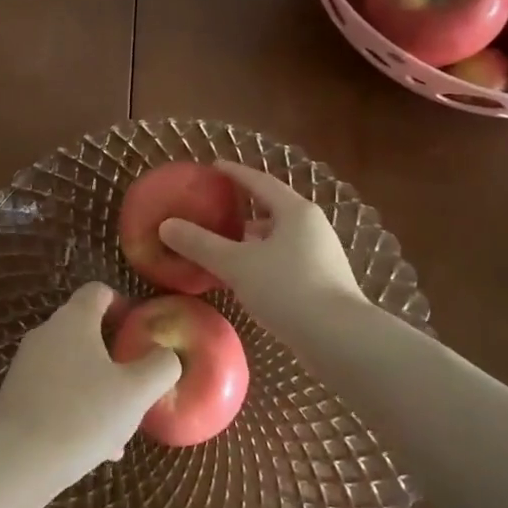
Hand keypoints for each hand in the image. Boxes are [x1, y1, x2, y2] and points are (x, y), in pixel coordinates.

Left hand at [0, 283, 181, 489]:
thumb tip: (166, 354)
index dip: (122, 304)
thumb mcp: (136, 392)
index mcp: (74, 319)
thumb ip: (160, 366)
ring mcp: (27, 363)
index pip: (98, 291)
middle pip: (86, 330)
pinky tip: (95, 446)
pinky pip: (56, 390)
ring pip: (74, 366)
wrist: (16, 461)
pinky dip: (77, 407)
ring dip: (99, 387)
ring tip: (121, 428)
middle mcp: (47, 332)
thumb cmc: (82, 416)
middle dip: (114, 355)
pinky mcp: (17, 393)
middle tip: (136, 384)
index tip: (140, 332)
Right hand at [157, 161, 363, 340]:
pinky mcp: (324, 282)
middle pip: (273, 208)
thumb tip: (166, 225)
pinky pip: (286, 259)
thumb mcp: (237, 264)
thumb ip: (201, 244)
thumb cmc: (288, 290)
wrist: (340, 340)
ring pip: (280, 237)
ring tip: (226, 244)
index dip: (235, 173)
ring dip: (254, 237)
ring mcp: (322, 255)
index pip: (260, 182)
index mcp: (295, 211)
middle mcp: (312, 227)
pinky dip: (264, 259)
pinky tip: (248, 277)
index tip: (213, 167)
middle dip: (244, 208)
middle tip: (215, 208)